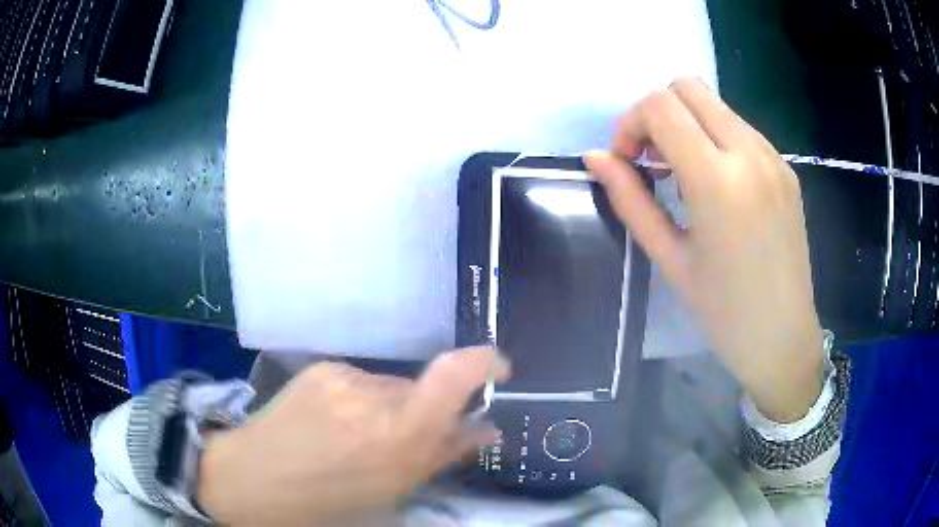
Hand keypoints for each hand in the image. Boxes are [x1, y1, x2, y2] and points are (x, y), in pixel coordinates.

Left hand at [196, 347, 509, 525]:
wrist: (250, 477)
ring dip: (390, 410)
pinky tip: (334, 425)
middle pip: (423, 391)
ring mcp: (342, 377)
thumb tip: (486, 430)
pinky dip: (362, 403)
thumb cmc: (324, 501)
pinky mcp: (322, 368)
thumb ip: (441, 456)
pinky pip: (362, 382)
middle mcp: (371, 397)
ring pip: (392, 387)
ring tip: (355, 439)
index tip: (500, 372)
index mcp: (394, 437)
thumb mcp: (390, 492)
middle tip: (399, 445)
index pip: (451, 377)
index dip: (484, 365)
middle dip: (424, 415)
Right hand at [585, 78, 823, 422]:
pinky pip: (740, 129)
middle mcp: (750, 154)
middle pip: (688, 87)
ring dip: (687, 124)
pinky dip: (715, 139)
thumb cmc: (723, 311)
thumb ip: (630, 199)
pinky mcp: (785, 168)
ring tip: (683, 177)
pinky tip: (716, 186)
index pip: (660, 106)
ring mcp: (773, 157)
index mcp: (718, 180)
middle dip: (657, 113)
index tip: (627, 162)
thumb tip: (595, 158)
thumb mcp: (669, 258)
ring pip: (715, 105)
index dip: (630, 124)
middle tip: (652, 161)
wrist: (783, 338)